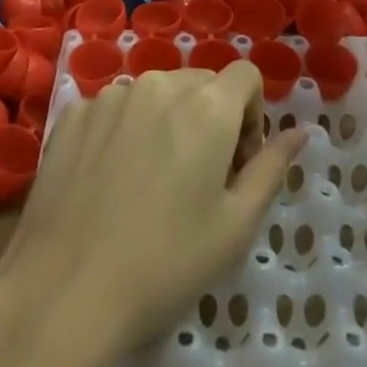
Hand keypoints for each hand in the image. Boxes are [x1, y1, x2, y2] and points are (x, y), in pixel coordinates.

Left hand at [0, 62, 306, 354]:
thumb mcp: (235, 225)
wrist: (65, 290)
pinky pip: (115, 108)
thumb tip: (301, 132)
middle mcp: (159, 84)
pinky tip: (110, 181)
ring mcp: (110, 96)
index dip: (251, 114)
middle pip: (200, 82)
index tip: (237, 163)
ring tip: (150, 181)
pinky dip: (125, 130)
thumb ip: (271, 167)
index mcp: (206, 106)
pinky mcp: (73, 113)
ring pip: (156, 93)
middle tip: (198, 179)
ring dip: (166, 121)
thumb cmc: (165, 263)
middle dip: (211, 117)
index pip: (245, 75)